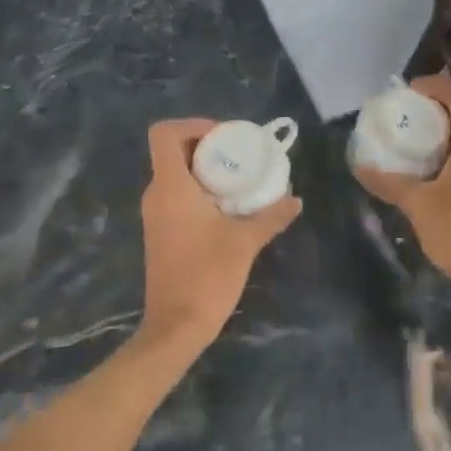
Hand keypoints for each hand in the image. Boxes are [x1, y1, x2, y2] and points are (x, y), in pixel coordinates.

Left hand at [139, 119, 301, 353]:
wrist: (176, 326)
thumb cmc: (207, 276)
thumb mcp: (245, 241)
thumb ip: (271, 216)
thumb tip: (295, 199)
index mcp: (170, 186)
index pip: (164, 133)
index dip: (192, 125)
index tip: (225, 137)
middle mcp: (156, 194)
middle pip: (172, 150)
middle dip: (205, 146)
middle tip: (239, 155)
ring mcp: (154, 214)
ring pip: (174, 174)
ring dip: (203, 169)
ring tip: (239, 178)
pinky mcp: (159, 232)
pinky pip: (175, 195)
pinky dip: (198, 190)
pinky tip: (227, 207)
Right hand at [353, 74, 450, 295]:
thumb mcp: (417, 204)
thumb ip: (388, 181)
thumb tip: (359, 165)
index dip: (433, 84)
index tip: (405, 92)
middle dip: (432, 105)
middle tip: (401, 112)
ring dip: (439, 127)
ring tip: (407, 136)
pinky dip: (446, 147)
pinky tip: (424, 165)